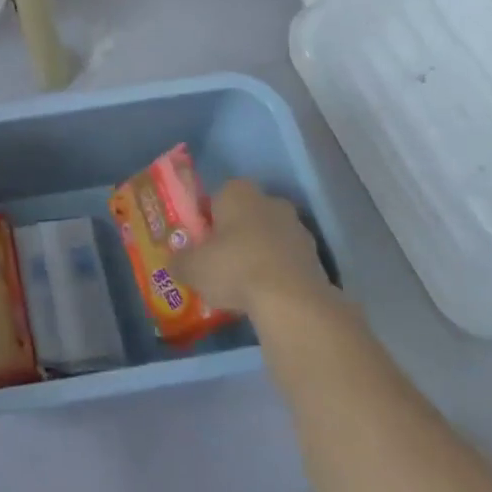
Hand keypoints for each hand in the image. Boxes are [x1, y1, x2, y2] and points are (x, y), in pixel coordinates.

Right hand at [175, 179, 338, 320]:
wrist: (290, 300)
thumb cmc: (234, 268)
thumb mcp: (192, 267)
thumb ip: (180, 261)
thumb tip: (176, 263)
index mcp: (237, 191)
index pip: (217, 197)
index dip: (207, 220)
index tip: (201, 244)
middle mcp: (270, 201)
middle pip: (246, 216)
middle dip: (235, 235)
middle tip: (219, 263)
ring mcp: (297, 228)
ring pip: (269, 238)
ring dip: (258, 254)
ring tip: (243, 285)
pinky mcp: (316, 256)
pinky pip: (287, 260)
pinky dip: (277, 273)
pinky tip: (265, 296)